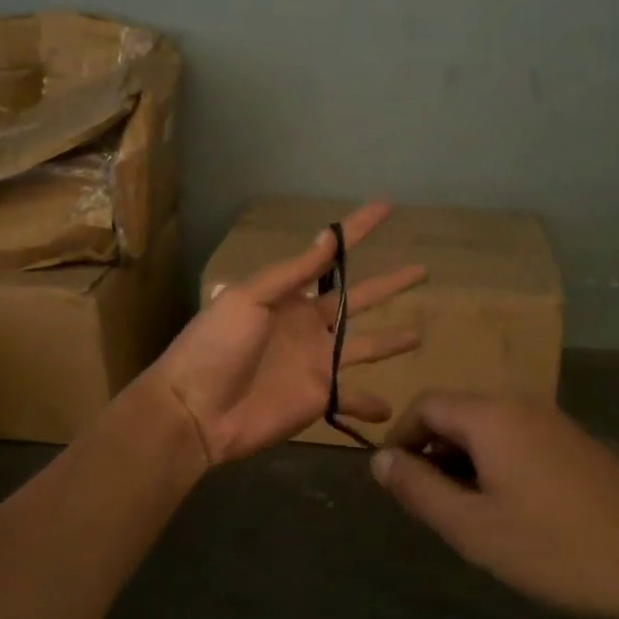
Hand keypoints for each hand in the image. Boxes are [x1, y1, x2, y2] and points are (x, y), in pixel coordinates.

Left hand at [150, 200, 426, 465]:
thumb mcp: (249, 298)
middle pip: (359, 300)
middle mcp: (309, 325)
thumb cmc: (216, 346)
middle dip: (389, 285)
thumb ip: (292, 273)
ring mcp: (317, 363)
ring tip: (419, 335)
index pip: (330, 257)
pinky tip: (391, 409)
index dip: (356, 232)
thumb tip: (328, 236)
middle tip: (421, 270)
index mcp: (289, 296)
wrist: (196, 410)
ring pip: (365, 346)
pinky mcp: (319, 398)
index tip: (385, 208)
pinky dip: (370, 404)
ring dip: (391, 342)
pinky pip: (352, 399)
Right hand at [371, 393, 618, 618]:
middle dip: (432, 453)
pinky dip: (495, 464)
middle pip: (457, 414)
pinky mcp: (575, 443)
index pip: (426, 405)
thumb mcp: (473, 527)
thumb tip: (379, 459)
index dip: (400, 438)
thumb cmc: (555, 547)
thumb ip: (419, 489)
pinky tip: (510, 510)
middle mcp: (520, 405)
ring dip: (464, 462)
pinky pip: (517, 440)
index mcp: (491, 416)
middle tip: (431, 507)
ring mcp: (553, 422)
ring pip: (488, 429)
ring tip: (468, 515)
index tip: (394, 483)